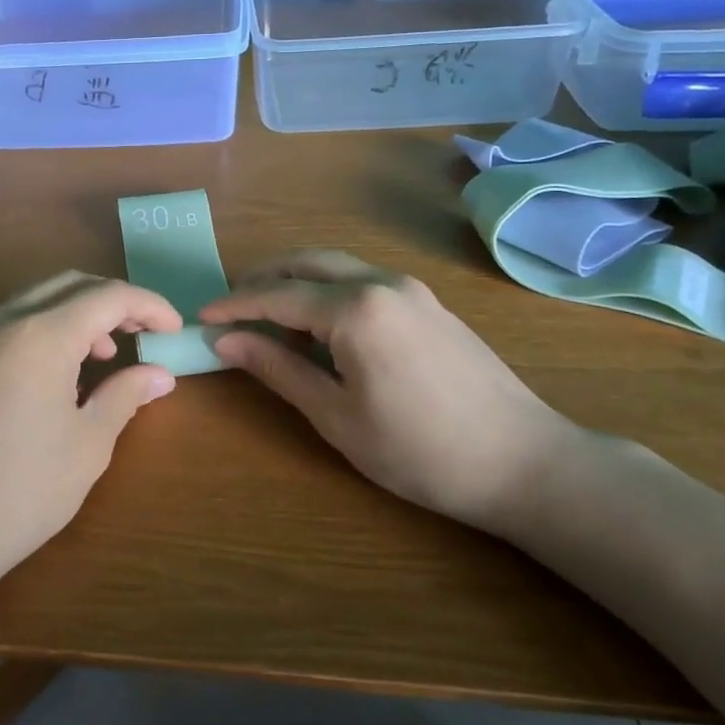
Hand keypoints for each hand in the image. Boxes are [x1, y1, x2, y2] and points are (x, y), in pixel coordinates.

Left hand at [0, 273, 181, 602]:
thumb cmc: (22, 491)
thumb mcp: (88, 444)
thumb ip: (125, 395)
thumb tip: (158, 374)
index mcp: (40, 334)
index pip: (108, 296)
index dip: (149, 306)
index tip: (175, 329)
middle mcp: (3, 322)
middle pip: (71, 286)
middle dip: (114, 302)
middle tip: (145, 333)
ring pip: (39, 300)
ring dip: (80, 315)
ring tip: (107, 355)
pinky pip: (15, 324)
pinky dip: (49, 330)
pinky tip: (64, 372)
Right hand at [200, 250, 585, 529]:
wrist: (523, 462)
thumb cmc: (418, 450)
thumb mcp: (336, 415)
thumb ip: (278, 369)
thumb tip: (226, 341)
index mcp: (355, 308)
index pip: (277, 295)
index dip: (234, 305)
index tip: (201, 318)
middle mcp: (382, 282)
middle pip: (307, 263)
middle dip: (263, 280)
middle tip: (230, 310)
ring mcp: (411, 290)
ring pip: (337, 267)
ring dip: (296, 283)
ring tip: (268, 320)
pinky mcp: (429, 304)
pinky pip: (364, 282)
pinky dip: (329, 292)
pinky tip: (321, 329)